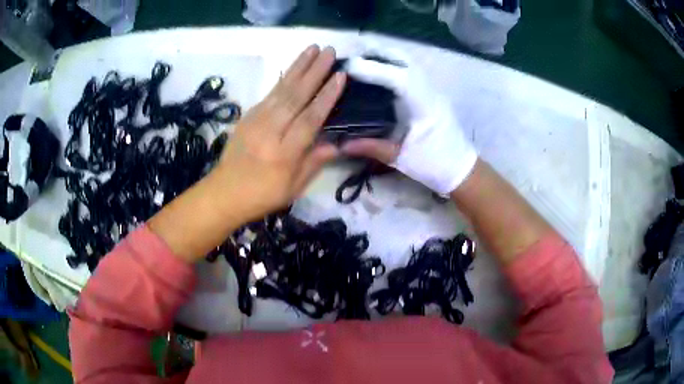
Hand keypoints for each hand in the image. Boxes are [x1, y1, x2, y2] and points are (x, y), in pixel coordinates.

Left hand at [214, 45, 345, 221]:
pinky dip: (283, 78)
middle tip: (330, 51)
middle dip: (315, 71)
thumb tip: (335, 144)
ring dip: (299, 67)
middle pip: (295, 97)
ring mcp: (256, 121)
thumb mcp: (293, 189)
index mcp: (283, 154)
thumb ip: (313, 164)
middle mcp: (270, 132)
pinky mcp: (248, 116)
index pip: (309, 120)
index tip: (340, 76)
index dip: (326, 97)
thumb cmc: (261, 196)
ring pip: (281, 89)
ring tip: (313, 49)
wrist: (223, 193)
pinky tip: (293, 68)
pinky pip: (269, 93)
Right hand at [340, 55, 477, 194]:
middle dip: (377, 53)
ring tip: (361, 58)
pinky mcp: (430, 93)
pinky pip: (410, 70)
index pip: (398, 78)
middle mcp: (429, 91)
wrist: (461, 169)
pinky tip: (378, 70)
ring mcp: (431, 90)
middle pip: (404, 60)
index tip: (349, 65)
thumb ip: (372, 148)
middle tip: (351, 55)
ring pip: (408, 62)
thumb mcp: (402, 159)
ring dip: (384, 56)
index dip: (373, 68)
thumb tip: (341, 145)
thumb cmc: (435, 165)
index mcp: (424, 107)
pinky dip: (392, 64)